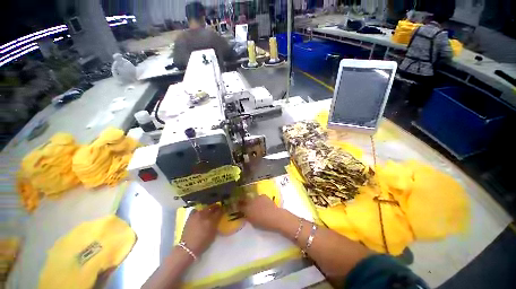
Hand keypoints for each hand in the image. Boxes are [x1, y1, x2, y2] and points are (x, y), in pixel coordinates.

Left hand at [181, 204, 222, 255]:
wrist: (188, 247)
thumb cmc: (203, 243)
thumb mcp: (213, 233)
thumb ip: (216, 223)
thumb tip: (218, 217)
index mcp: (211, 220)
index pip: (219, 211)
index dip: (222, 209)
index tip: (223, 209)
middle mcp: (204, 215)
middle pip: (212, 207)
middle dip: (216, 207)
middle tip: (218, 208)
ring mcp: (197, 214)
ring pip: (205, 207)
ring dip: (208, 208)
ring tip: (209, 210)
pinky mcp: (191, 216)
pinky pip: (197, 210)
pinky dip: (200, 210)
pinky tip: (201, 213)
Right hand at [239, 195, 282, 231]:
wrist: (275, 217)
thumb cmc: (263, 223)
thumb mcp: (253, 222)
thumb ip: (248, 217)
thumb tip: (246, 214)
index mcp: (246, 210)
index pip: (239, 206)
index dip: (238, 206)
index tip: (238, 206)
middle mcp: (250, 201)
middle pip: (244, 199)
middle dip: (243, 200)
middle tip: (244, 203)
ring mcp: (257, 197)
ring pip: (252, 198)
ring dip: (252, 200)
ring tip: (256, 204)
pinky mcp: (263, 195)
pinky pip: (259, 197)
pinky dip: (259, 200)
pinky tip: (263, 203)